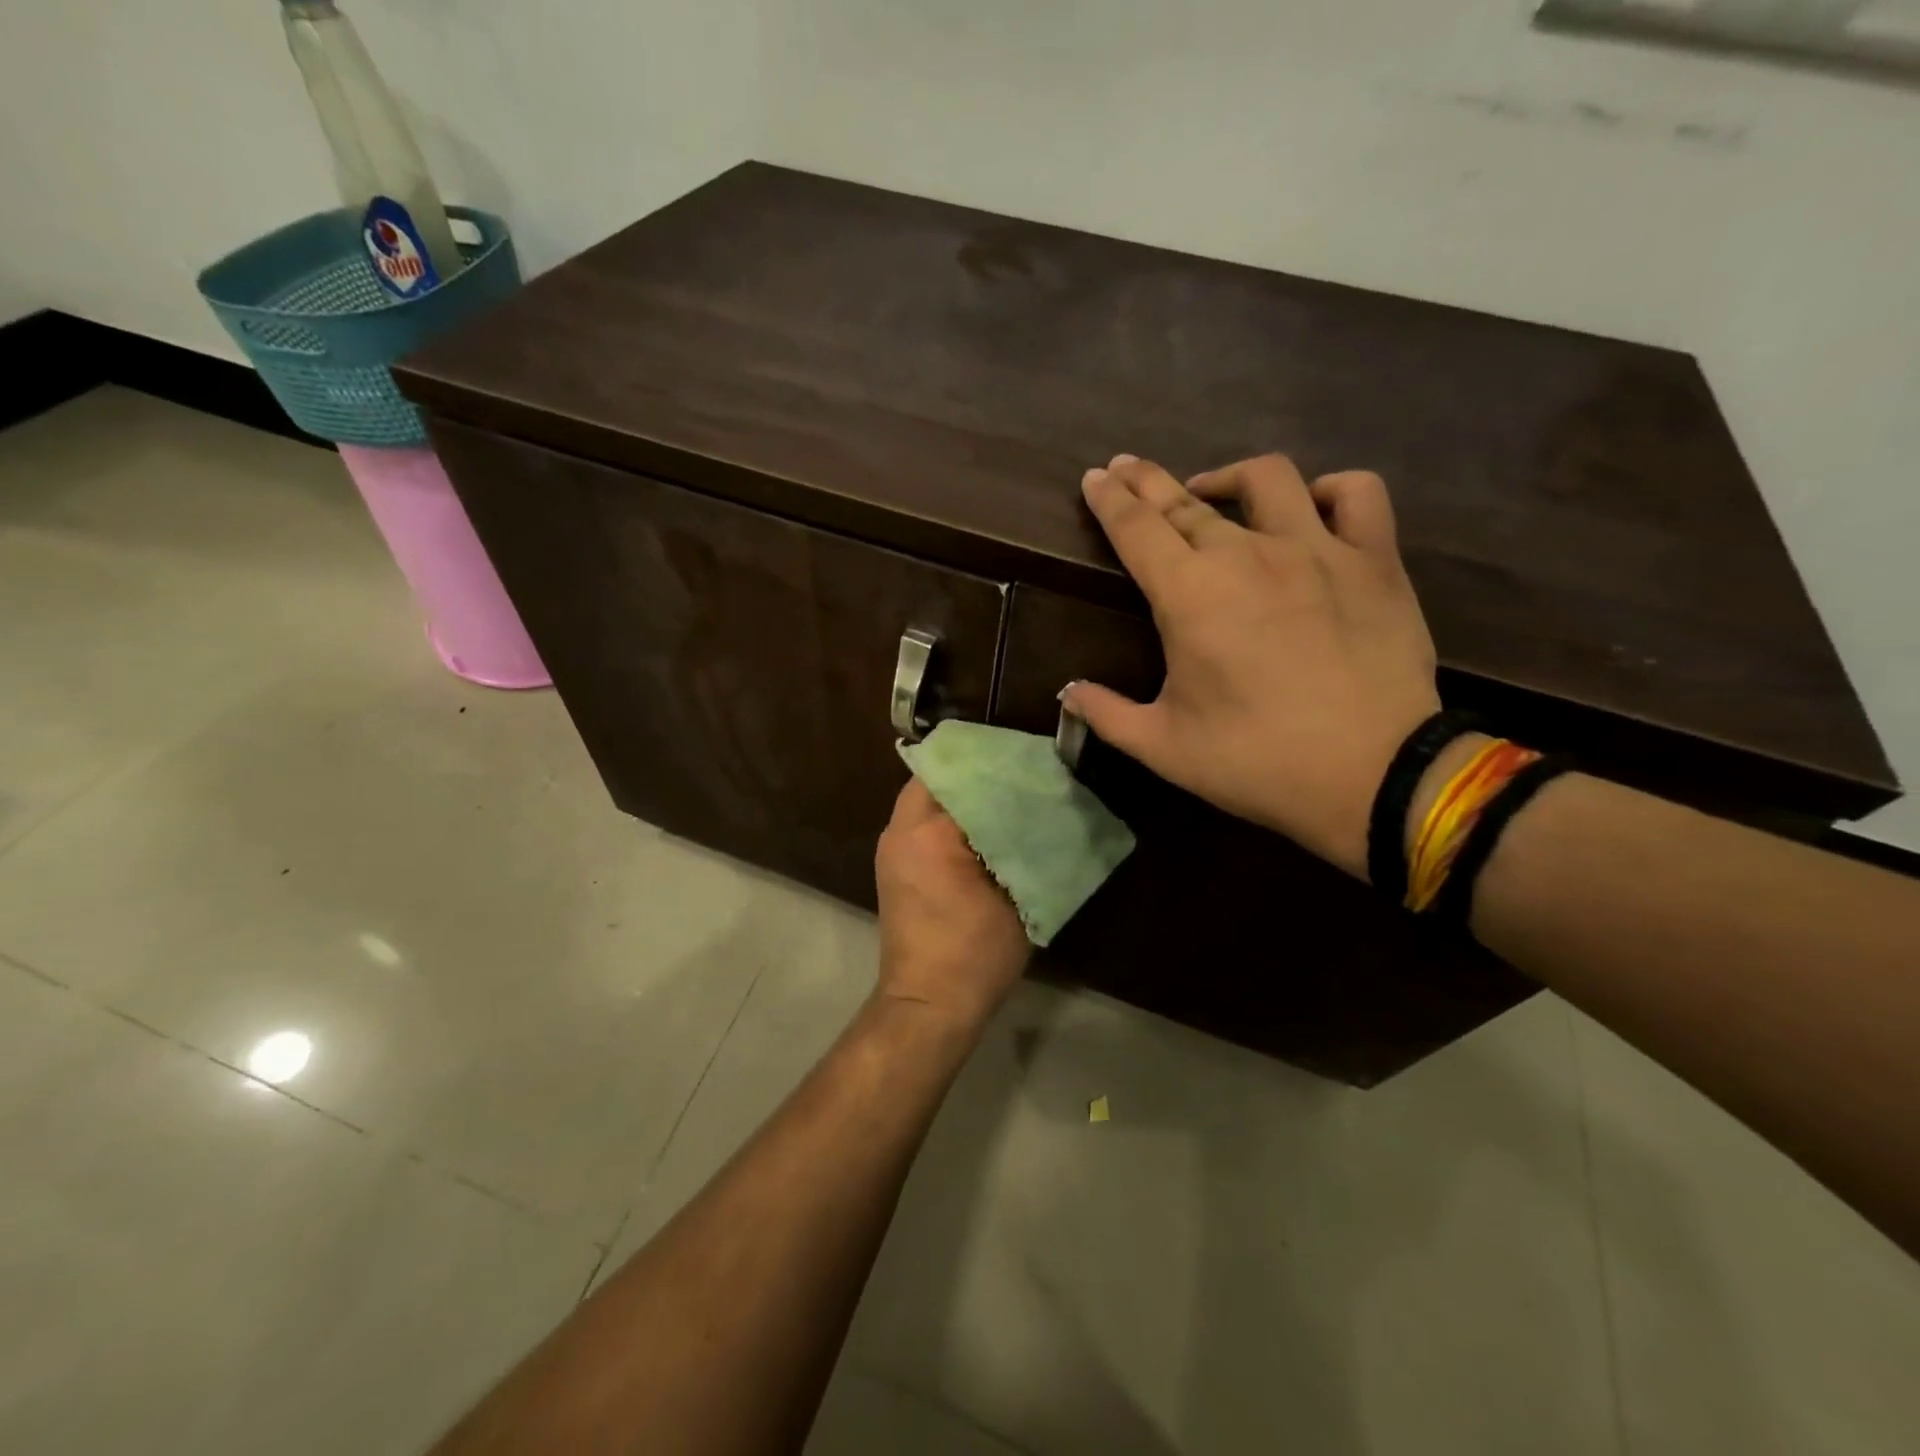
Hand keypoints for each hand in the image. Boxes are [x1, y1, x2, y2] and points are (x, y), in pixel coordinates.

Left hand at [874, 779, 1031, 1031]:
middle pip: (939, 777)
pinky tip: (980, 828)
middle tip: (1017, 775)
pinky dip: (948, 815)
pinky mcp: (891, 864)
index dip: (998, 764)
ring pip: (928, 796)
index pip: (965, 774)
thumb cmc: (976, 954)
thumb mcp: (1017, 895)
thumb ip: (1025, 844)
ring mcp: (891, 847)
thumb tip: (1040, 809)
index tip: (1029, 762)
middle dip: (977, 773)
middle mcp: (901, 830)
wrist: (927, 1005)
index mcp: (930, 833)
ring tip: (1003, 797)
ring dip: (962, 793)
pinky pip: (920, 820)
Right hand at [1062, 454, 1439, 880]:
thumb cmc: (1255, 761)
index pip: (1135, 528)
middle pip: (1184, 500)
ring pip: (1266, 479)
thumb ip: (1106, 714)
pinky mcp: (1375, 559)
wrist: (1372, 776)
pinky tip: (1312, 503)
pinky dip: (1331, 489)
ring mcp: (1316, 549)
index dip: (1109, 499)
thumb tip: (1067, 692)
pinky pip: (1357, 494)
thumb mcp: (1163, 747)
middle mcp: (1246, 554)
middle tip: (1127, 470)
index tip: (1094, 477)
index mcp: (1188, 595)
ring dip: (1227, 478)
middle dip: (1147, 481)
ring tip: (1210, 490)